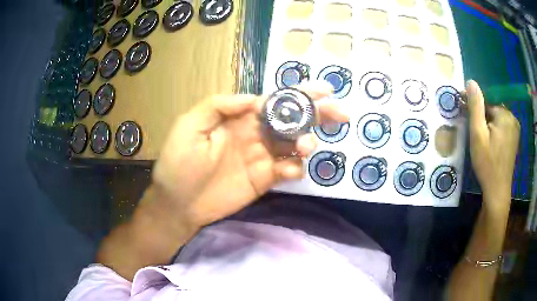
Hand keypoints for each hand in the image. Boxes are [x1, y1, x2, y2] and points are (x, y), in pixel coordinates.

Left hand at [151, 82, 347, 227]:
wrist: (178, 203)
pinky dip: (295, 168)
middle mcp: (255, 134)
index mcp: (240, 118)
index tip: (325, 91)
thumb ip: (219, 106)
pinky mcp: (264, 180)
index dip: (300, 95)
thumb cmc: (179, 163)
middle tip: (340, 113)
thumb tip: (254, 99)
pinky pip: (287, 170)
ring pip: (294, 144)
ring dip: (307, 141)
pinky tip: (292, 170)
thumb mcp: (189, 126)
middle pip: (293, 120)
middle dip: (317, 114)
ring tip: (306, 145)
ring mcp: (262, 158)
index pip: (276, 101)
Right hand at [466, 80, 519, 207]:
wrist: (497, 191)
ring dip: (488, 124)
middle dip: (482, 117)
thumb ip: (476, 107)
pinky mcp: (514, 138)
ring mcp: (515, 129)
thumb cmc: (487, 164)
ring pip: (497, 118)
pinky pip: (502, 127)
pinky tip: (490, 143)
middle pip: (492, 109)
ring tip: (481, 139)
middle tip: (473, 132)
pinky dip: (495, 130)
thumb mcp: (478, 135)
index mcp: (505, 115)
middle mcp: (512, 118)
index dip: (474, 107)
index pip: (486, 102)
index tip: (463, 112)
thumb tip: (471, 81)